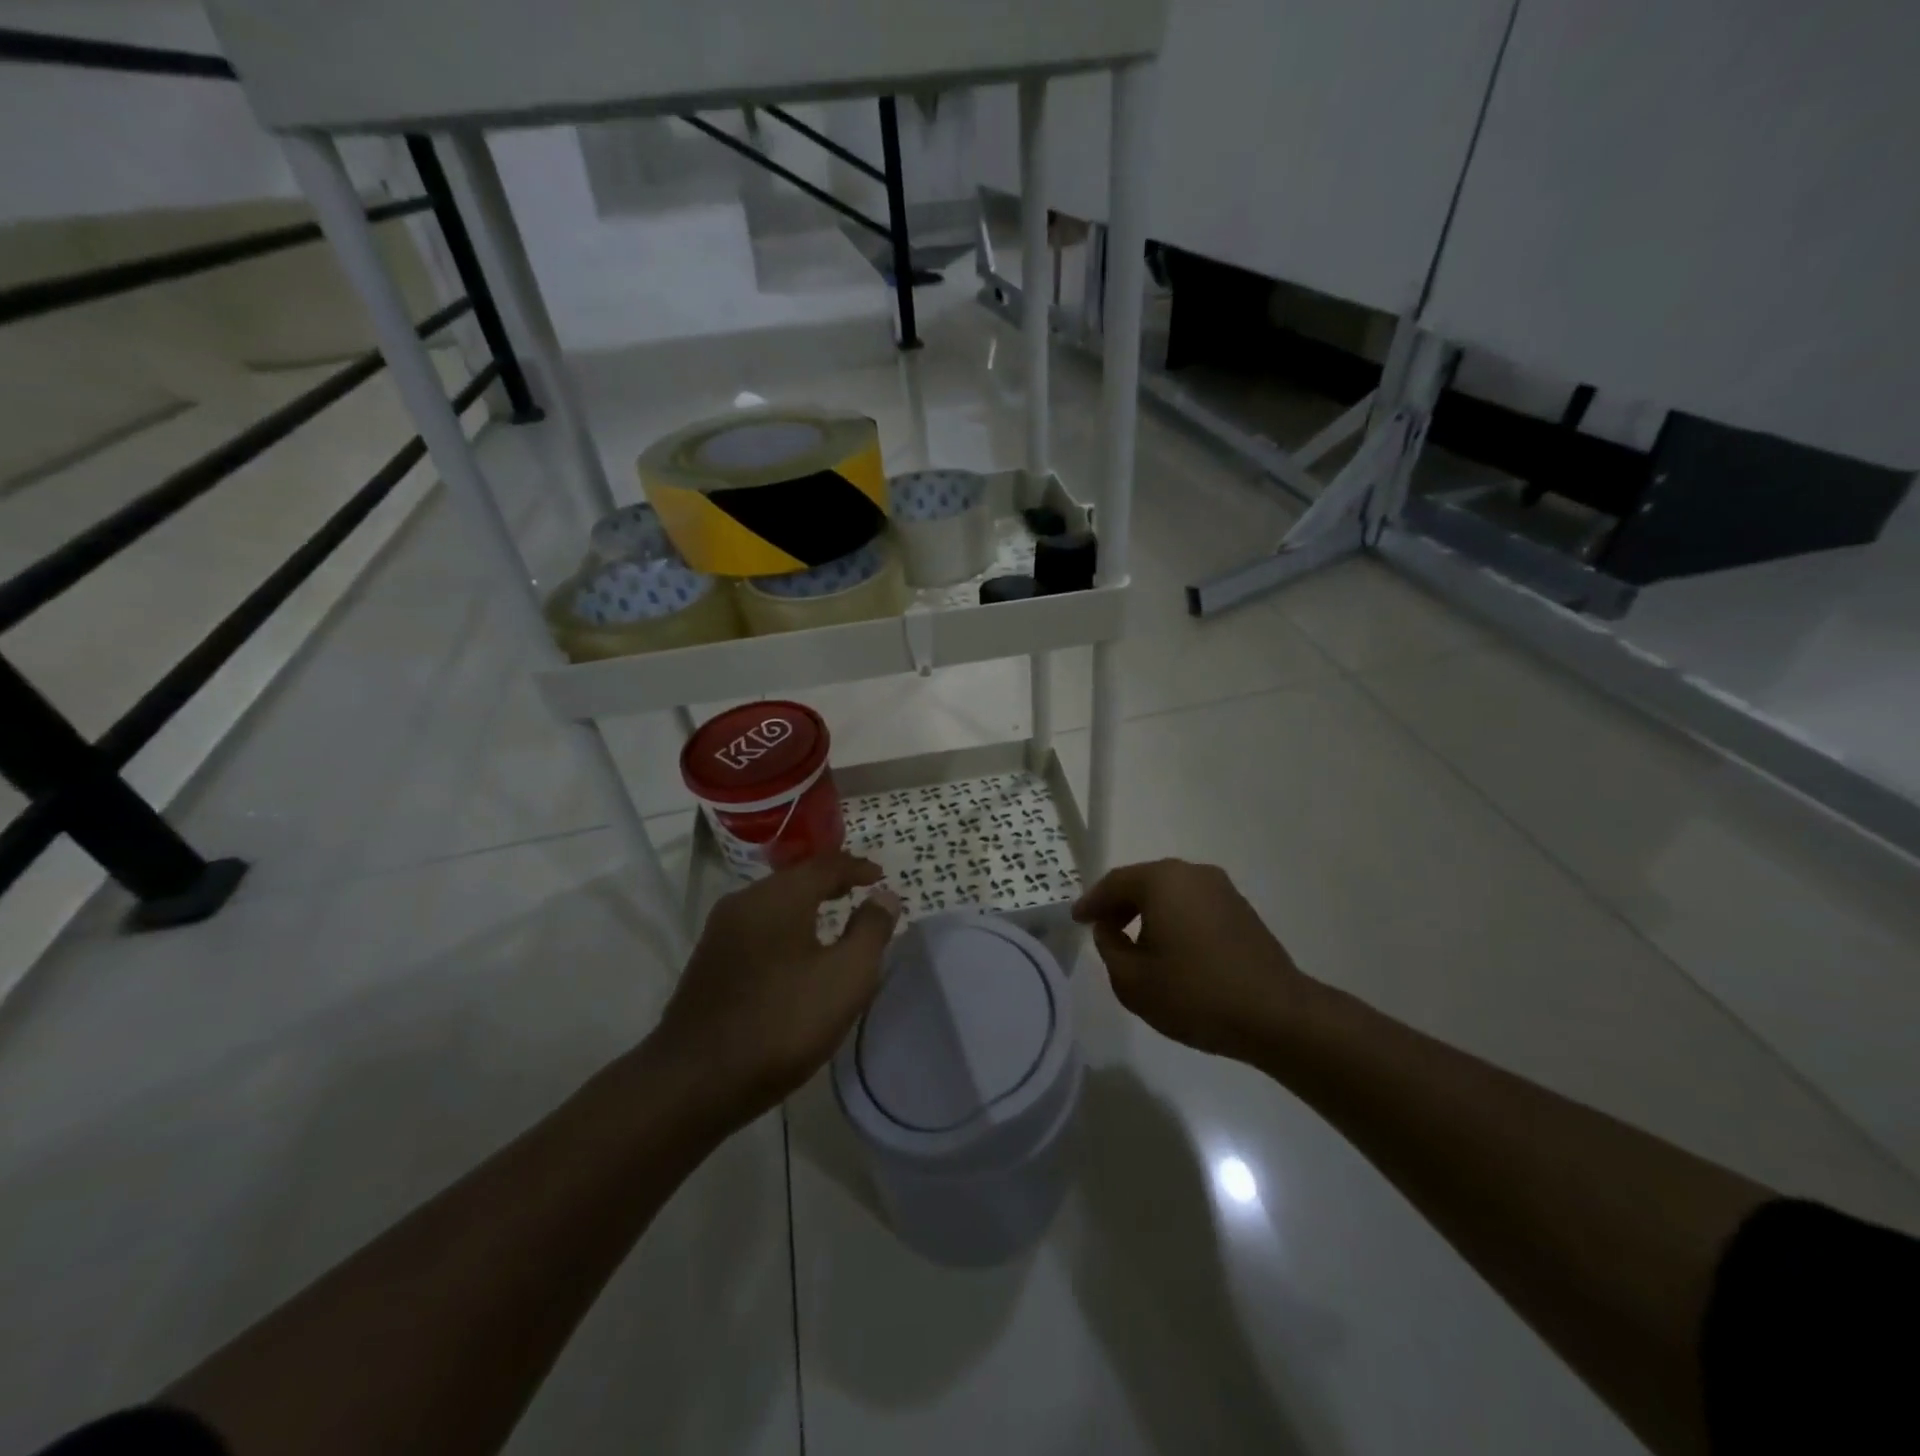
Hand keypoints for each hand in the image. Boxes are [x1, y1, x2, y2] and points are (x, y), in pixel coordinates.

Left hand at [649, 852, 902, 1130]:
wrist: (694, 1081)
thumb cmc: (782, 1022)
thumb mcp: (846, 977)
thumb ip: (871, 931)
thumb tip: (884, 896)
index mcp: (779, 896)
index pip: (826, 865)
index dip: (857, 868)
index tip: (880, 876)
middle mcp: (745, 902)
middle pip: (796, 878)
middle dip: (830, 881)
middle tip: (859, 890)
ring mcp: (721, 931)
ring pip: (774, 902)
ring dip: (806, 903)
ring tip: (833, 918)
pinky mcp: (709, 960)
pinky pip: (758, 926)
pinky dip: (785, 925)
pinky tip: (796, 951)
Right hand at [1073, 859, 1314, 1061]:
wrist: (1276, 1015)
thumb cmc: (1195, 994)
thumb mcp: (1133, 980)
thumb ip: (1109, 948)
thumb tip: (1109, 929)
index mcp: (1163, 880)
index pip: (1115, 882)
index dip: (1091, 902)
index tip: (1076, 920)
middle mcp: (1193, 873)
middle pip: (1144, 882)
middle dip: (1120, 905)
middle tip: (1102, 930)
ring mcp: (1222, 890)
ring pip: (1171, 893)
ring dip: (1148, 912)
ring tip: (1135, 944)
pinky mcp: (1242, 910)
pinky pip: (1194, 906)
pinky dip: (1175, 920)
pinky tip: (1172, 950)